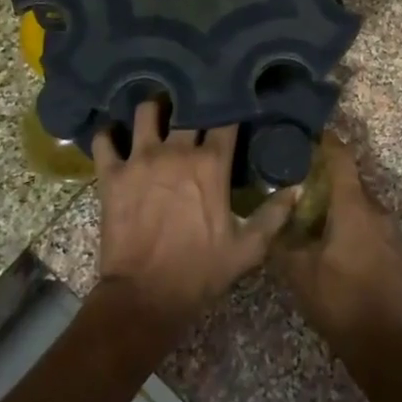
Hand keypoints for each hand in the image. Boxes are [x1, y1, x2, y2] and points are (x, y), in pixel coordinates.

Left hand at [93, 102, 297, 334]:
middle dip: (192, 104)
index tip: (232, 105)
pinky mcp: (112, 174)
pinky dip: (108, 134)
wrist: (144, 297)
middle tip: (194, 106)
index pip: (225, 119)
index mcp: (211, 164)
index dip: (229, 108)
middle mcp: (176, 151)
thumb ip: (273, 215)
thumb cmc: (199, 272)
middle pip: (186, 108)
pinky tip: (114, 135)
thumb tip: (298, 189)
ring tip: (156, 113)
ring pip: (145, 112)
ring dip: (152, 110)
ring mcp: (140, 159)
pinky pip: (104, 140)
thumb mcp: (247, 249)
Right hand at [273, 136, 401, 367]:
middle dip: (325, 175)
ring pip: (359, 203)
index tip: (306, 132)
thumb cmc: (340, 300)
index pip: (341, 158)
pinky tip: (329, 238)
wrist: (385, 344)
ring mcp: (388, 231)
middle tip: (296, 177)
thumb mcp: (299, 272)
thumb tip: (273, 220)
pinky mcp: (392, 251)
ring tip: (309, 209)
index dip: (325, 141)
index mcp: (354, 206)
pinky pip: (367, 223)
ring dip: (337, 201)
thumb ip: (283, 241)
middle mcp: (375, 210)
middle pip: (350, 179)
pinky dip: (348, 221)